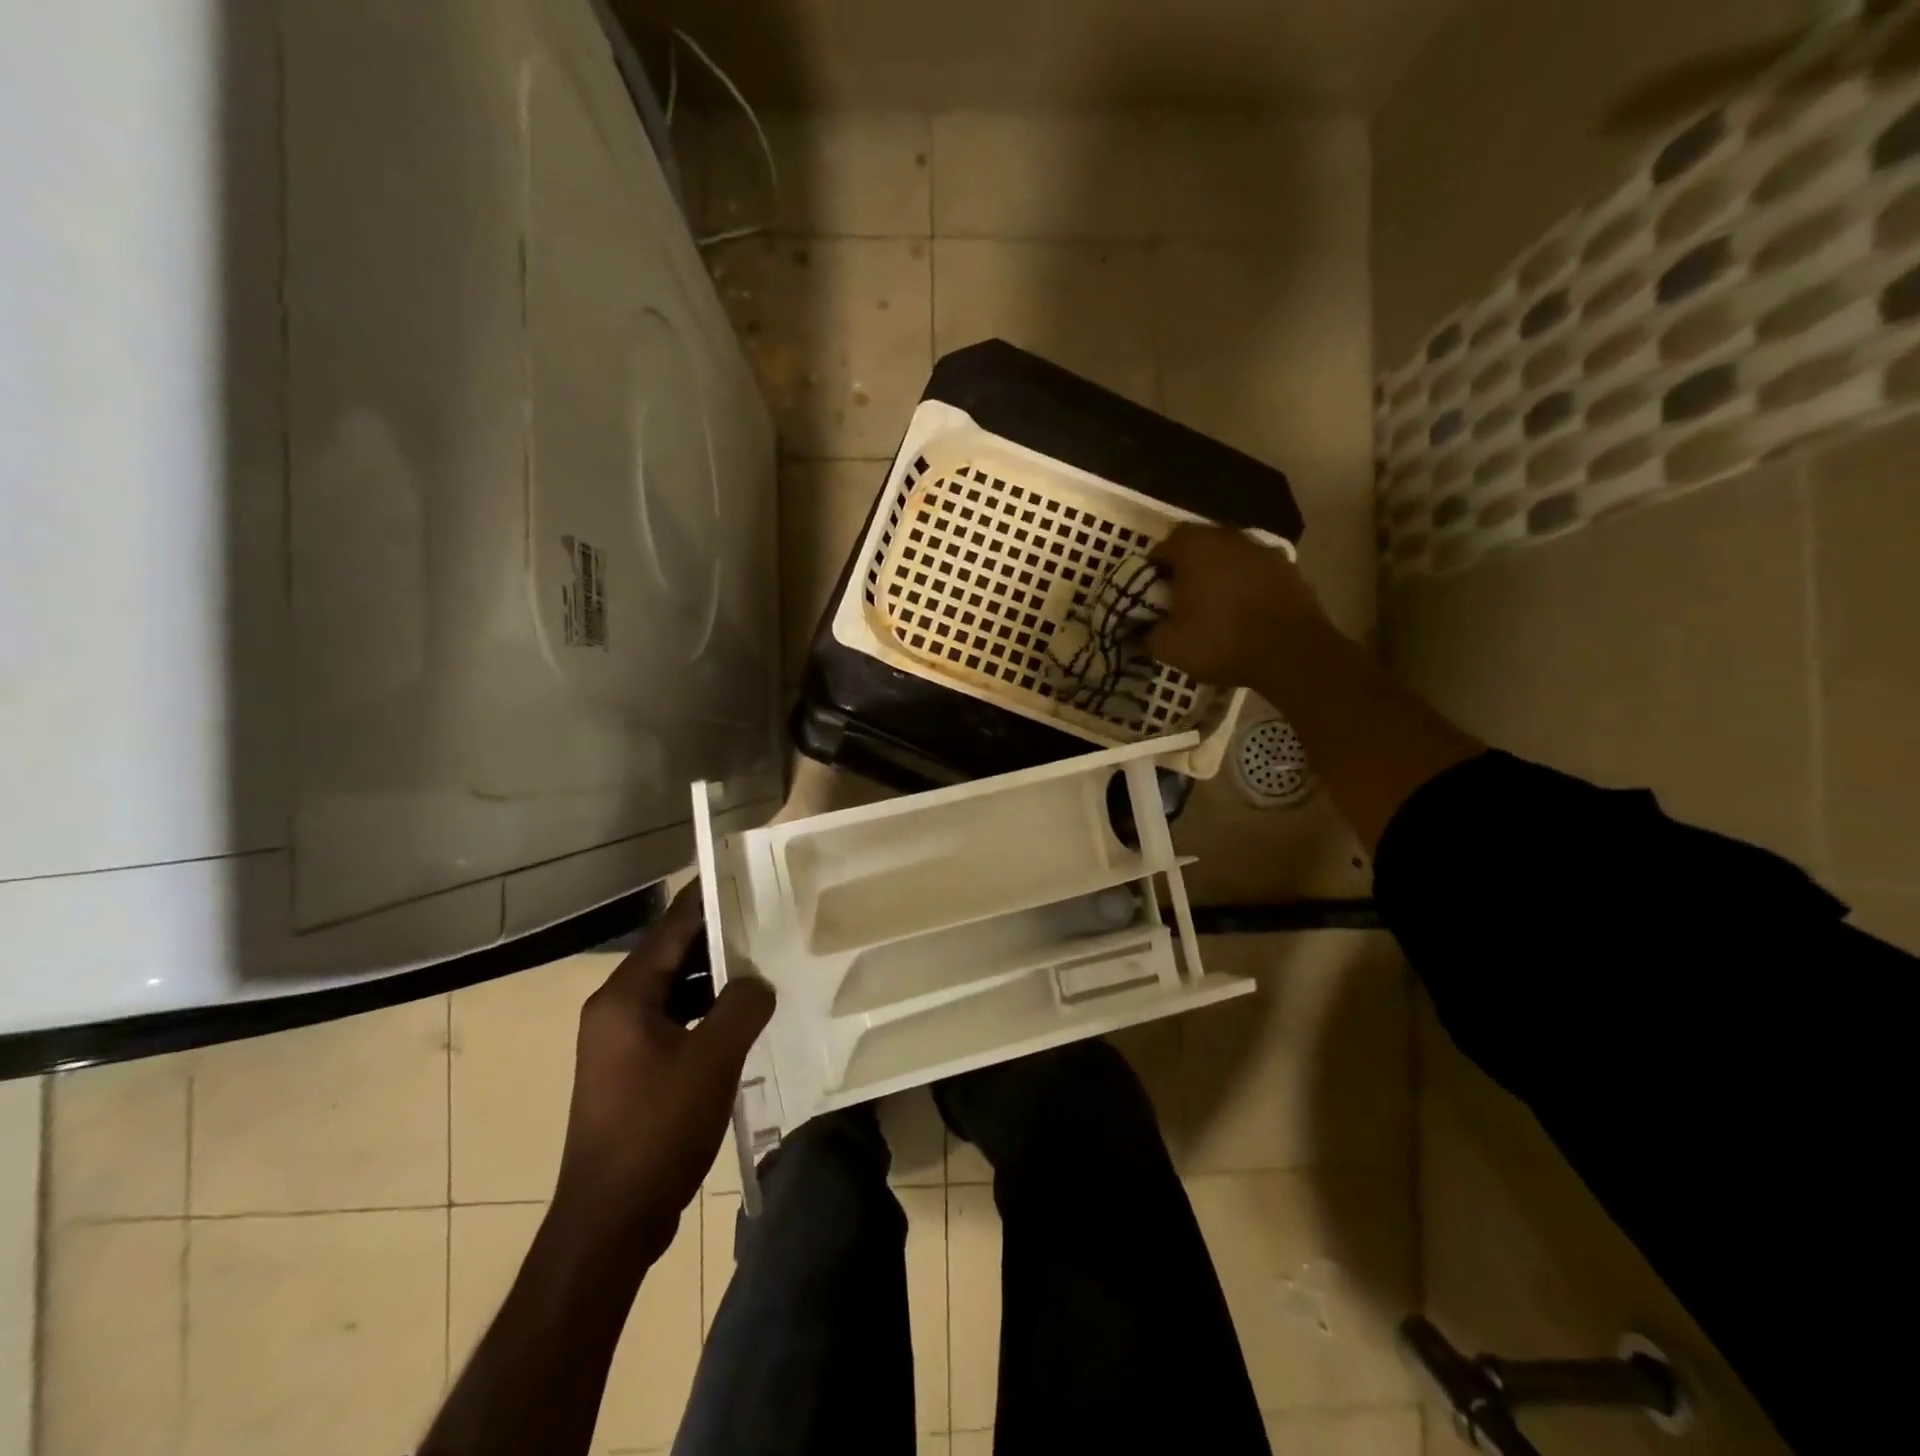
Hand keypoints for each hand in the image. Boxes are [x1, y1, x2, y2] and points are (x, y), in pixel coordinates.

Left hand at [552, 884, 774, 1257]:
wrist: (611, 1221)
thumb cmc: (658, 1128)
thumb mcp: (713, 1059)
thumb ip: (742, 1006)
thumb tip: (759, 982)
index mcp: (624, 997)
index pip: (670, 929)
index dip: (705, 900)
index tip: (738, 875)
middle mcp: (615, 1010)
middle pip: (672, 957)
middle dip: (717, 939)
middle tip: (766, 919)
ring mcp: (620, 1044)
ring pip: (674, 992)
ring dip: (714, 980)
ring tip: (763, 964)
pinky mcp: (631, 1072)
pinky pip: (674, 1023)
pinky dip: (705, 1013)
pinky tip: (742, 1019)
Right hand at [1146, 525, 1329, 687]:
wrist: (1292, 653)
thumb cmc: (1222, 641)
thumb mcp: (1169, 646)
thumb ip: (1149, 631)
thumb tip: (1146, 628)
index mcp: (1194, 548)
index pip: (1161, 549)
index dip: (1152, 573)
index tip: (1151, 598)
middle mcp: (1229, 538)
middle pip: (1197, 547)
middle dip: (1185, 570)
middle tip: (1180, 601)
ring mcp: (1263, 550)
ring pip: (1228, 557)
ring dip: (1217, 575)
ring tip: (1213, 608)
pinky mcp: (1288, 569)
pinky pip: (1254, 572)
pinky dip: (1244, 586)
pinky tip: (1243, 613)